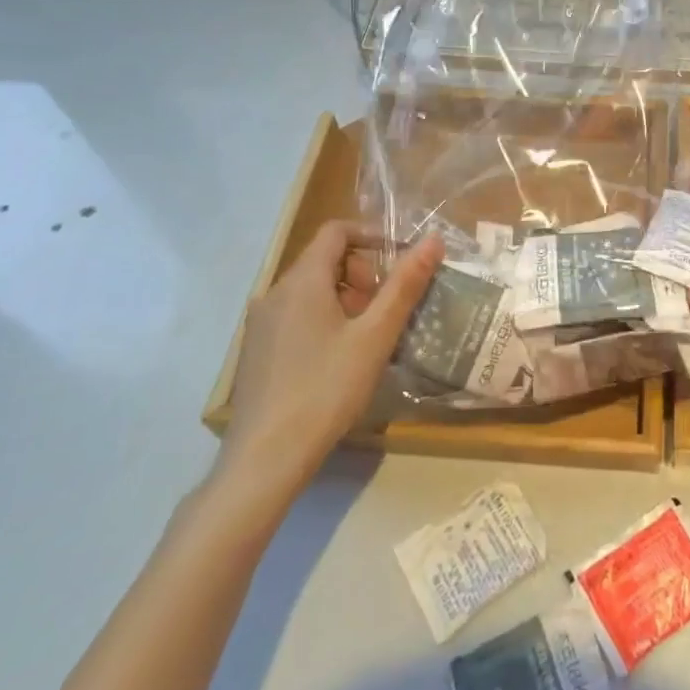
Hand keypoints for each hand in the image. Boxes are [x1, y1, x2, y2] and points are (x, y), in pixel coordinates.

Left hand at [219, 221, 443, 492]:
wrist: (265, 458)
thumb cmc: (326, 389)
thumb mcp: (376, 336)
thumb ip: (405, 285)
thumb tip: (433, 240)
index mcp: (302, 281)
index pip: (336, 231)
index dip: (372, 235)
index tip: (401, 259)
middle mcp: (274, 293)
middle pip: (324, 260)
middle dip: (362, 274)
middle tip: (387, 308)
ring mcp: (260, 324)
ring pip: (310, 291)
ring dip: (346, 299)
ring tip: (370, 337)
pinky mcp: (256, 352)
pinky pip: (296, 316)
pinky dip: (324, 319)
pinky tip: (340, 360)